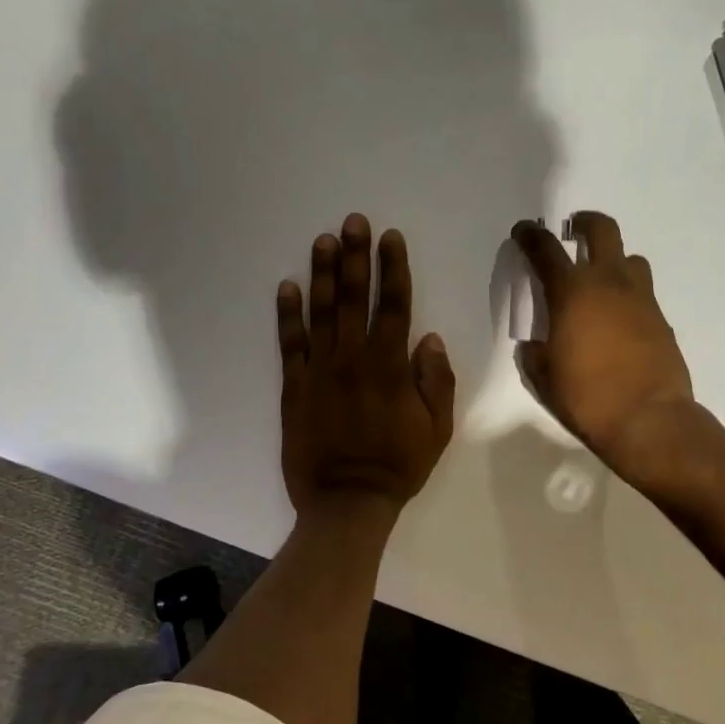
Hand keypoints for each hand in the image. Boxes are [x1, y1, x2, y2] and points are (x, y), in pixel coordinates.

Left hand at [278, 214, 455, 521]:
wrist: (346, 502)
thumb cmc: (398, 465)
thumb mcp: (437, 428)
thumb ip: (436, 381)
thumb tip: (429, 338)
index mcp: (391, 367)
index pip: (394, 306)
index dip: (393, 268)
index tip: (390, 238)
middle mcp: (354, 359)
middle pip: (355, 298)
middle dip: (355, 256)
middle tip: (354, 221)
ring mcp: (320, 371)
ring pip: (321, 313)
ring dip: (323, 274)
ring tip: (323, 240)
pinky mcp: (295, 387)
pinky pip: (290, 344)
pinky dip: (288, 314)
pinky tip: (287, 286)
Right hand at [510, 212, 694, 470]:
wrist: (649, 419)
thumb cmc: (587, 397)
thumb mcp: (544, 378)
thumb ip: (534, 354)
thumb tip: (534, 345)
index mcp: (572, 292)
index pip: (546, 249)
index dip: (530, 235)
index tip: (524, 230)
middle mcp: (608, 283)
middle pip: (602, 230)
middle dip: (584, 223)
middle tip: (573, 231)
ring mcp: (641, 298)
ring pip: (630, 258)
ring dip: (613, 260)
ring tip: (601, 279)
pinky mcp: (661, 318)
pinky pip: (643, 291)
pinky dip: (628, 294)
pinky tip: (619, 319)